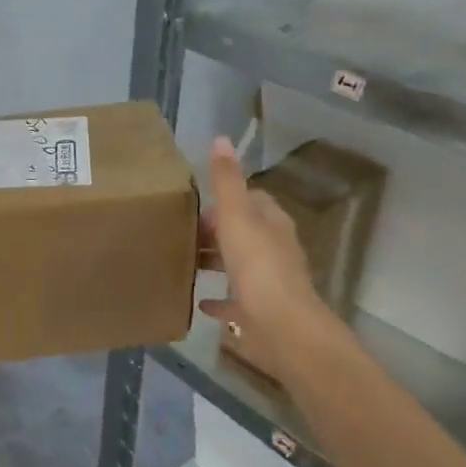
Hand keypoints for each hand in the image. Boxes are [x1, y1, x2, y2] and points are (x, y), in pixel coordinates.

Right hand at [197, 137, 343, 381]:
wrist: (282, 328)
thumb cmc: (258, 266)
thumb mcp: (236, 216)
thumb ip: (226, 180)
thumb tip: (222, 138)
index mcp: (273, 224)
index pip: (253, 200)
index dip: (227, 200)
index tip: (197, 205)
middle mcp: (275, 250)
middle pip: (244, 233)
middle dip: (216, 231)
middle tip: (183, 233)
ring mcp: (269, 284)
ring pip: (239, 266)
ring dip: (216, 262)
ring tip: (185, 262)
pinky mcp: (259, 314)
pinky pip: (235, 303)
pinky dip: (219, 301)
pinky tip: (199, 304)